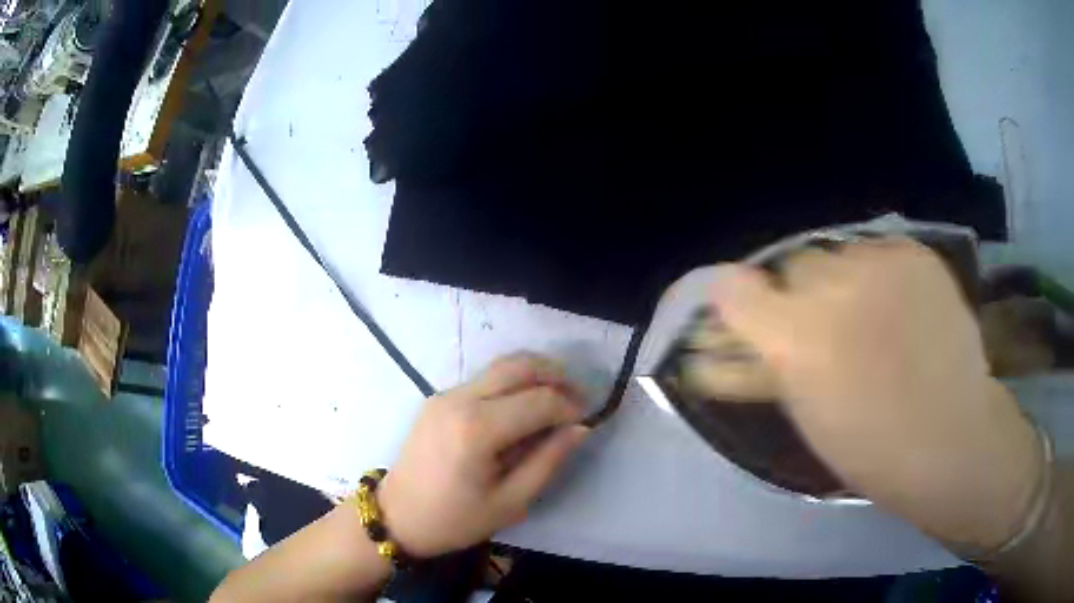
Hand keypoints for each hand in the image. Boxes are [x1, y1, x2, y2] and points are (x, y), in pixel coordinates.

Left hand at [378, 353, 589, 557]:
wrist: (397, 516)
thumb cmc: (454, 519)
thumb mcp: (510, 502)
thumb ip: (548, 461)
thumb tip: (580, 429)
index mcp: (477, 429)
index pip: (539, 400)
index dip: (570, 406)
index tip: (588, 419)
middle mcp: (460, 399)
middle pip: (519, 366)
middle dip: (557, 375)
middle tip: (579, 395)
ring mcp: (445, 394)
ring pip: (501, 366)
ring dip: (535, 374)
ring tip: (559, 396)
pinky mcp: (438, 398)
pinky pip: (484, 380)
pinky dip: (512, 383)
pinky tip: (525, 406)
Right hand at [710, 240, 1043, 552]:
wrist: (950, 437)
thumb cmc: (870, 448)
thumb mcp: (804, 417)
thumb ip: (760, 371)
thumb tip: (715, 352)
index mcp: (796, 340)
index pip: (733, 288)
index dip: (731, 301)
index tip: (741, 317)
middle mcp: (833, 287)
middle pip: (791, 266)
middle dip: (797, 297)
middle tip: (824, 330)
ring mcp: (879, 261)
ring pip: (836, 254)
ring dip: (841, 283)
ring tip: (869, 317)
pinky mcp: (914, 252)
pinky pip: (877, 249)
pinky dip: (878, 274)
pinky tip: (897, 305)